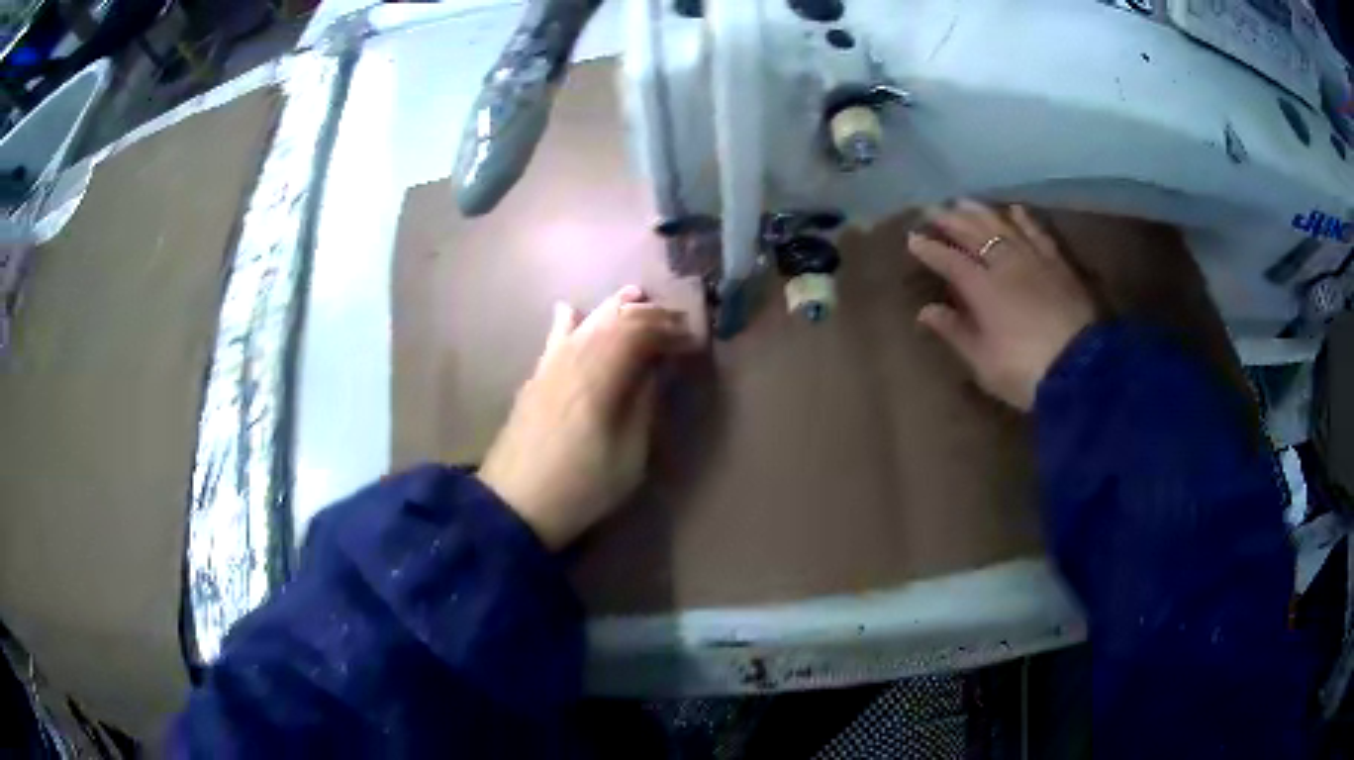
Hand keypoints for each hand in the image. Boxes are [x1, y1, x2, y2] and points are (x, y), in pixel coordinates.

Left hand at [477, 286, 697, 549]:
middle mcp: (575, 357)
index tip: (694, 341)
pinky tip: (573, 310)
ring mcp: (551, 364)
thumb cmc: (582, 486)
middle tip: (676, 321)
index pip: (640, 332)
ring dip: (615, 307)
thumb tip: (655, 369)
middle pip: (615, 318)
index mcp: (601, 374)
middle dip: (649, 314)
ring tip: (638, 297)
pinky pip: (556, 336)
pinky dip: (571, 319)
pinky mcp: (536, 376)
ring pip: (586, 320)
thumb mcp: (630, 454)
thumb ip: (645, 404)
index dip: (670, 330)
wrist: (516, 504)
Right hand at [909, 201, 1096, 410]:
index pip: (949, 261)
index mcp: (982, 288)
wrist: (1080, 369)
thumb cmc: (1025, 372)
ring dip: (980, 212)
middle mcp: (1005, 264)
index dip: (929, 249)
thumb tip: (926, 311)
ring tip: (964, 201)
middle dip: (950, 221)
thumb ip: (955, 332)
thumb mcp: (983, 361)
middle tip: (932, 209)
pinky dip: (1024, 219)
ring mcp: (1033, 260)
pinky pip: (1037, 233)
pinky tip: (1014, 210)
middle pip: (973, 235)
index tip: (912, 238)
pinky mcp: (1057, 264)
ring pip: (1003, 226)